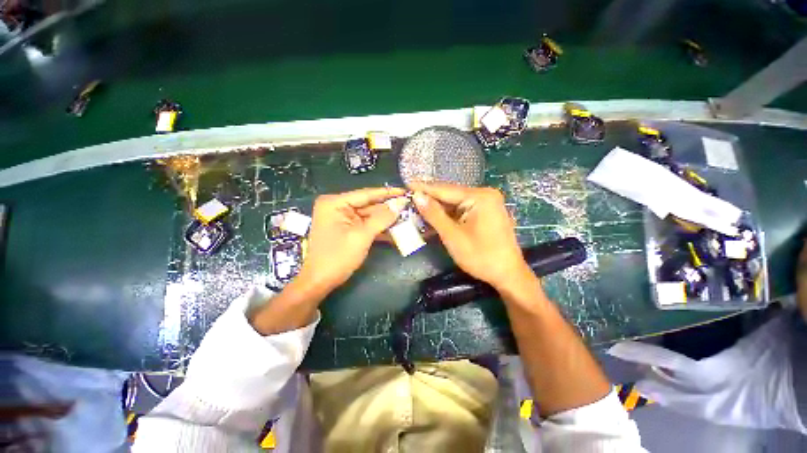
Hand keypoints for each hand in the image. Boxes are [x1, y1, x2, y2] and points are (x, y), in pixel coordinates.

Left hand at [298, 187, 405, 290]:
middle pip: (368, 204)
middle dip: (388, 208)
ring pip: (369, 215)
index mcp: (335, 203)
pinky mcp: (346, 228)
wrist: (320, 281)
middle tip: (409, 206)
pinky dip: (378, 228)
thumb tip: (400, 203)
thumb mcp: (362, 236)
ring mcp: (342, 218)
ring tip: (406, 217)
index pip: (366, 194)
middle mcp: (338, 206)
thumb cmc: (338, 257)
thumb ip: (382, 218)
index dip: (388, 193)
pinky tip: (395, 230)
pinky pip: (365, 224)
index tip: (405, 191)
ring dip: (386, 219)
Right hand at [410, 182, 530, 289]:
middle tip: (409, 200)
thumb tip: (417, 196)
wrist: (508, 274)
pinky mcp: (486, 212)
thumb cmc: (481, 256)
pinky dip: (448, 215)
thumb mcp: (453, 236)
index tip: (406, 184)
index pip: (445, 190)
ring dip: (437, 209)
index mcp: (480, 196)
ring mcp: (487, 203)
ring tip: (417, 209)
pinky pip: (462, 210)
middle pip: (450, 195)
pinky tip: (434, 218)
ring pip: (455, 203)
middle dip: (430, 200)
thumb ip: (434, 214)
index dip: (424, 188)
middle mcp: (485, 194)